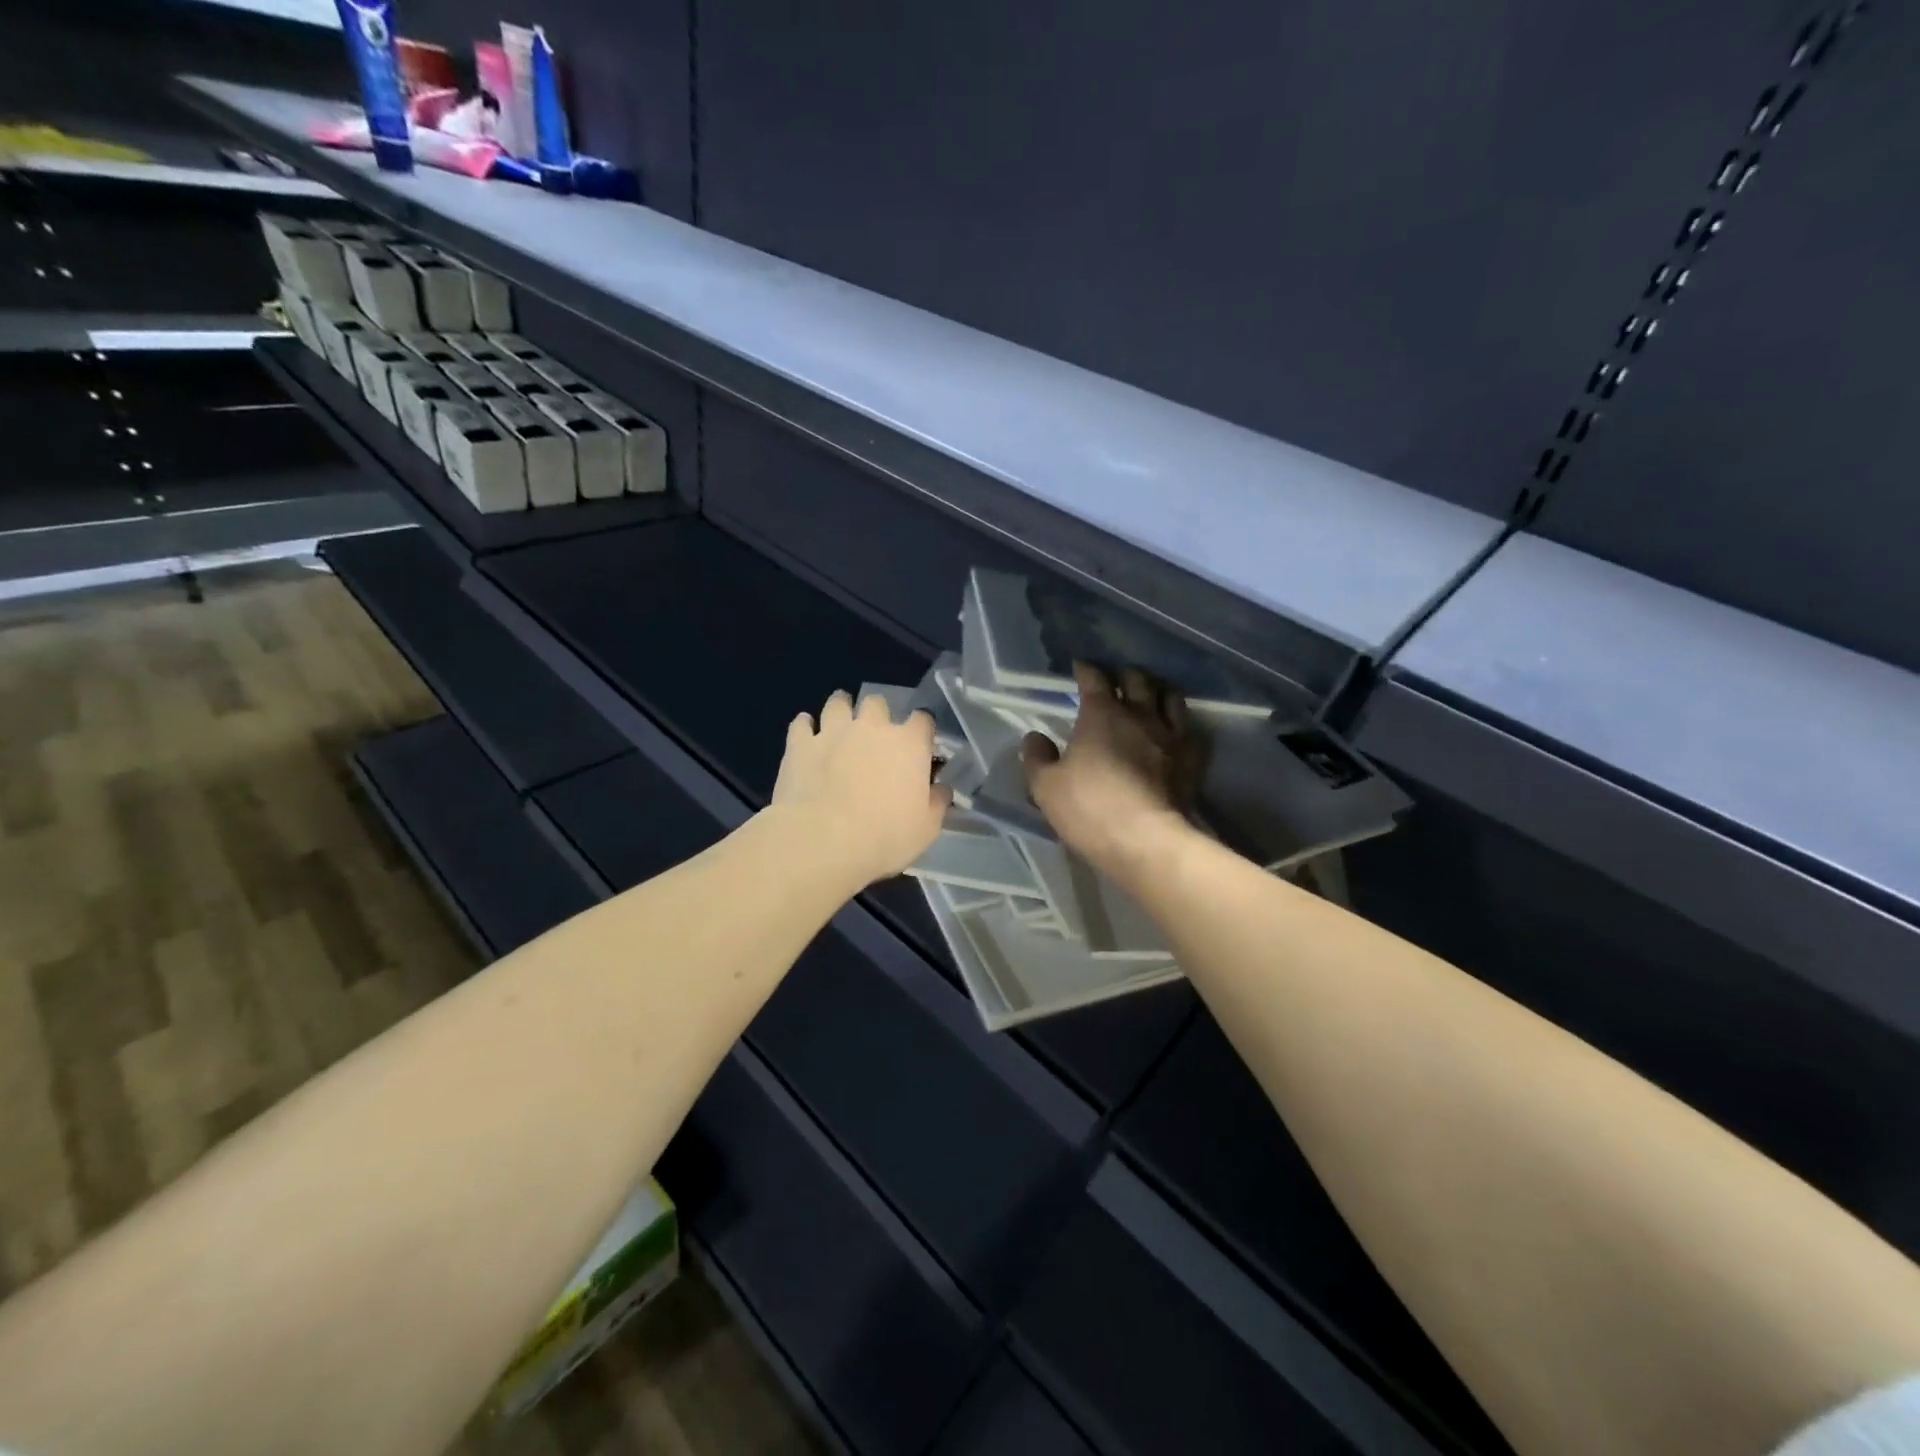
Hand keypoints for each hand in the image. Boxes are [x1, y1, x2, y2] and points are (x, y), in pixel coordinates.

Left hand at [772, 689, 950, 887]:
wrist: (823, 841)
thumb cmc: (884, 837)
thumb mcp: (926, 829)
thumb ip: (936, 803)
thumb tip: (941, 789)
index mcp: (909, 745)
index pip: (923, 720)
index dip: (922, 730)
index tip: (919, 745)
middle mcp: (872, 728)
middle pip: (877, 703)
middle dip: (878, 714)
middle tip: (874, 736)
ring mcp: (833, 732)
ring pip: (837, 703)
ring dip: (841, 709)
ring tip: (839, 723)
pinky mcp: (800, 744)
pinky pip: (801, 724)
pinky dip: (805, 727)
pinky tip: (806, 735)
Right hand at [1023, 663, 1205, 877]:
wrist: (1145, 840)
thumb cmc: (1089, 807)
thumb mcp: (1045, 786)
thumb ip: (1037, 757)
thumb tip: (1035, 736)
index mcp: (1101, 714)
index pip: (1094, 678)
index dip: (1086, 669)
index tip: (1080, 667)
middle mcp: (1140, 715)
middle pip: (1137, 680)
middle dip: (1124, 675)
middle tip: (1115, 680)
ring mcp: (1170, 736)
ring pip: (1170, 698)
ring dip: (1157, 692)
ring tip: (1150, 697)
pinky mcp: (1191, 760)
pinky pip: (1189, 730)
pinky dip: (1179, 724)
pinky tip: (1173, 732)